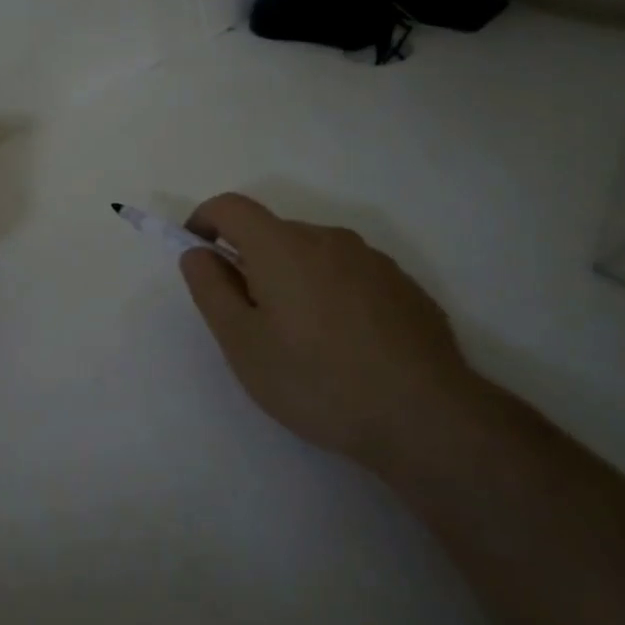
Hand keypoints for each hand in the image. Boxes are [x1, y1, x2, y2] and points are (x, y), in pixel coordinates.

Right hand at [179, 193, 473, 464]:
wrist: (427, 418)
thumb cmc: (317, 380)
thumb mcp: (242, 343)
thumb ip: (210, 289)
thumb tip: (197, 254)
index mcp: (282, 246)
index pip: (231, 207)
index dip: (204, 221)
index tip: (198, 254)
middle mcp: (328, 239)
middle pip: (273, 233)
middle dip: (250, 262)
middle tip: (250, 319)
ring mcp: (373, 260)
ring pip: (313, 255)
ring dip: (293, 279)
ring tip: (301, 339)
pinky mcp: (404, 286)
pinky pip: (349, 275)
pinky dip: (331, 294)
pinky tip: (344, 346)